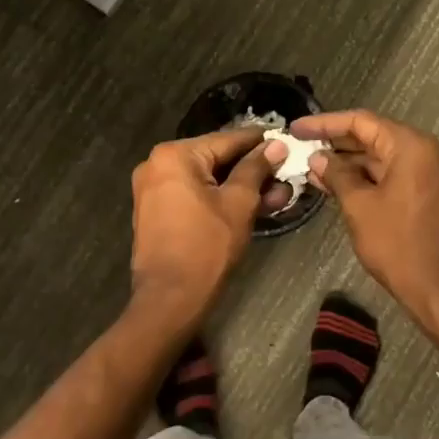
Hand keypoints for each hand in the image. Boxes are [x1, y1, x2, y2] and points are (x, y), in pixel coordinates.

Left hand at [130, 130, 286, 324]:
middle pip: (215, 159)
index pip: (227, 140)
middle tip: (284, 174)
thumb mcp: (239, 203)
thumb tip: (275, 145)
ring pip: (206, 179)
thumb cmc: (207, 246)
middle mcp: (157, 164)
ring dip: (239, 186)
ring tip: (276, 195)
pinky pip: (193, 194)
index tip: (285, 140)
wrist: (170, 299)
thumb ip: (256, 169)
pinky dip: (218, 198)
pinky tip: (251, 206)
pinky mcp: (155, 211)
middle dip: (252, 169)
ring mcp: (152, 189)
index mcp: (174, 155)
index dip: (259, 141)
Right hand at [291, 110, 438, 323]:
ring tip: (313, 170)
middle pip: (375, 136)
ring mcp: (432, 173)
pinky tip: (337, 186)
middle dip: (337, 144)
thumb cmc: (398, 245)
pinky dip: (368, 178)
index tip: (296, 129)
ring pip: (384, 158)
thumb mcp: (359, 207)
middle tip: (301, 147)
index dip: (325, 123)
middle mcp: (427, 152)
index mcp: (412, 147)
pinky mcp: (431, 193)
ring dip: (350, 164)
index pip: (362, 122)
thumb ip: (337, 175)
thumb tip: (318, 158)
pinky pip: (395, 175)